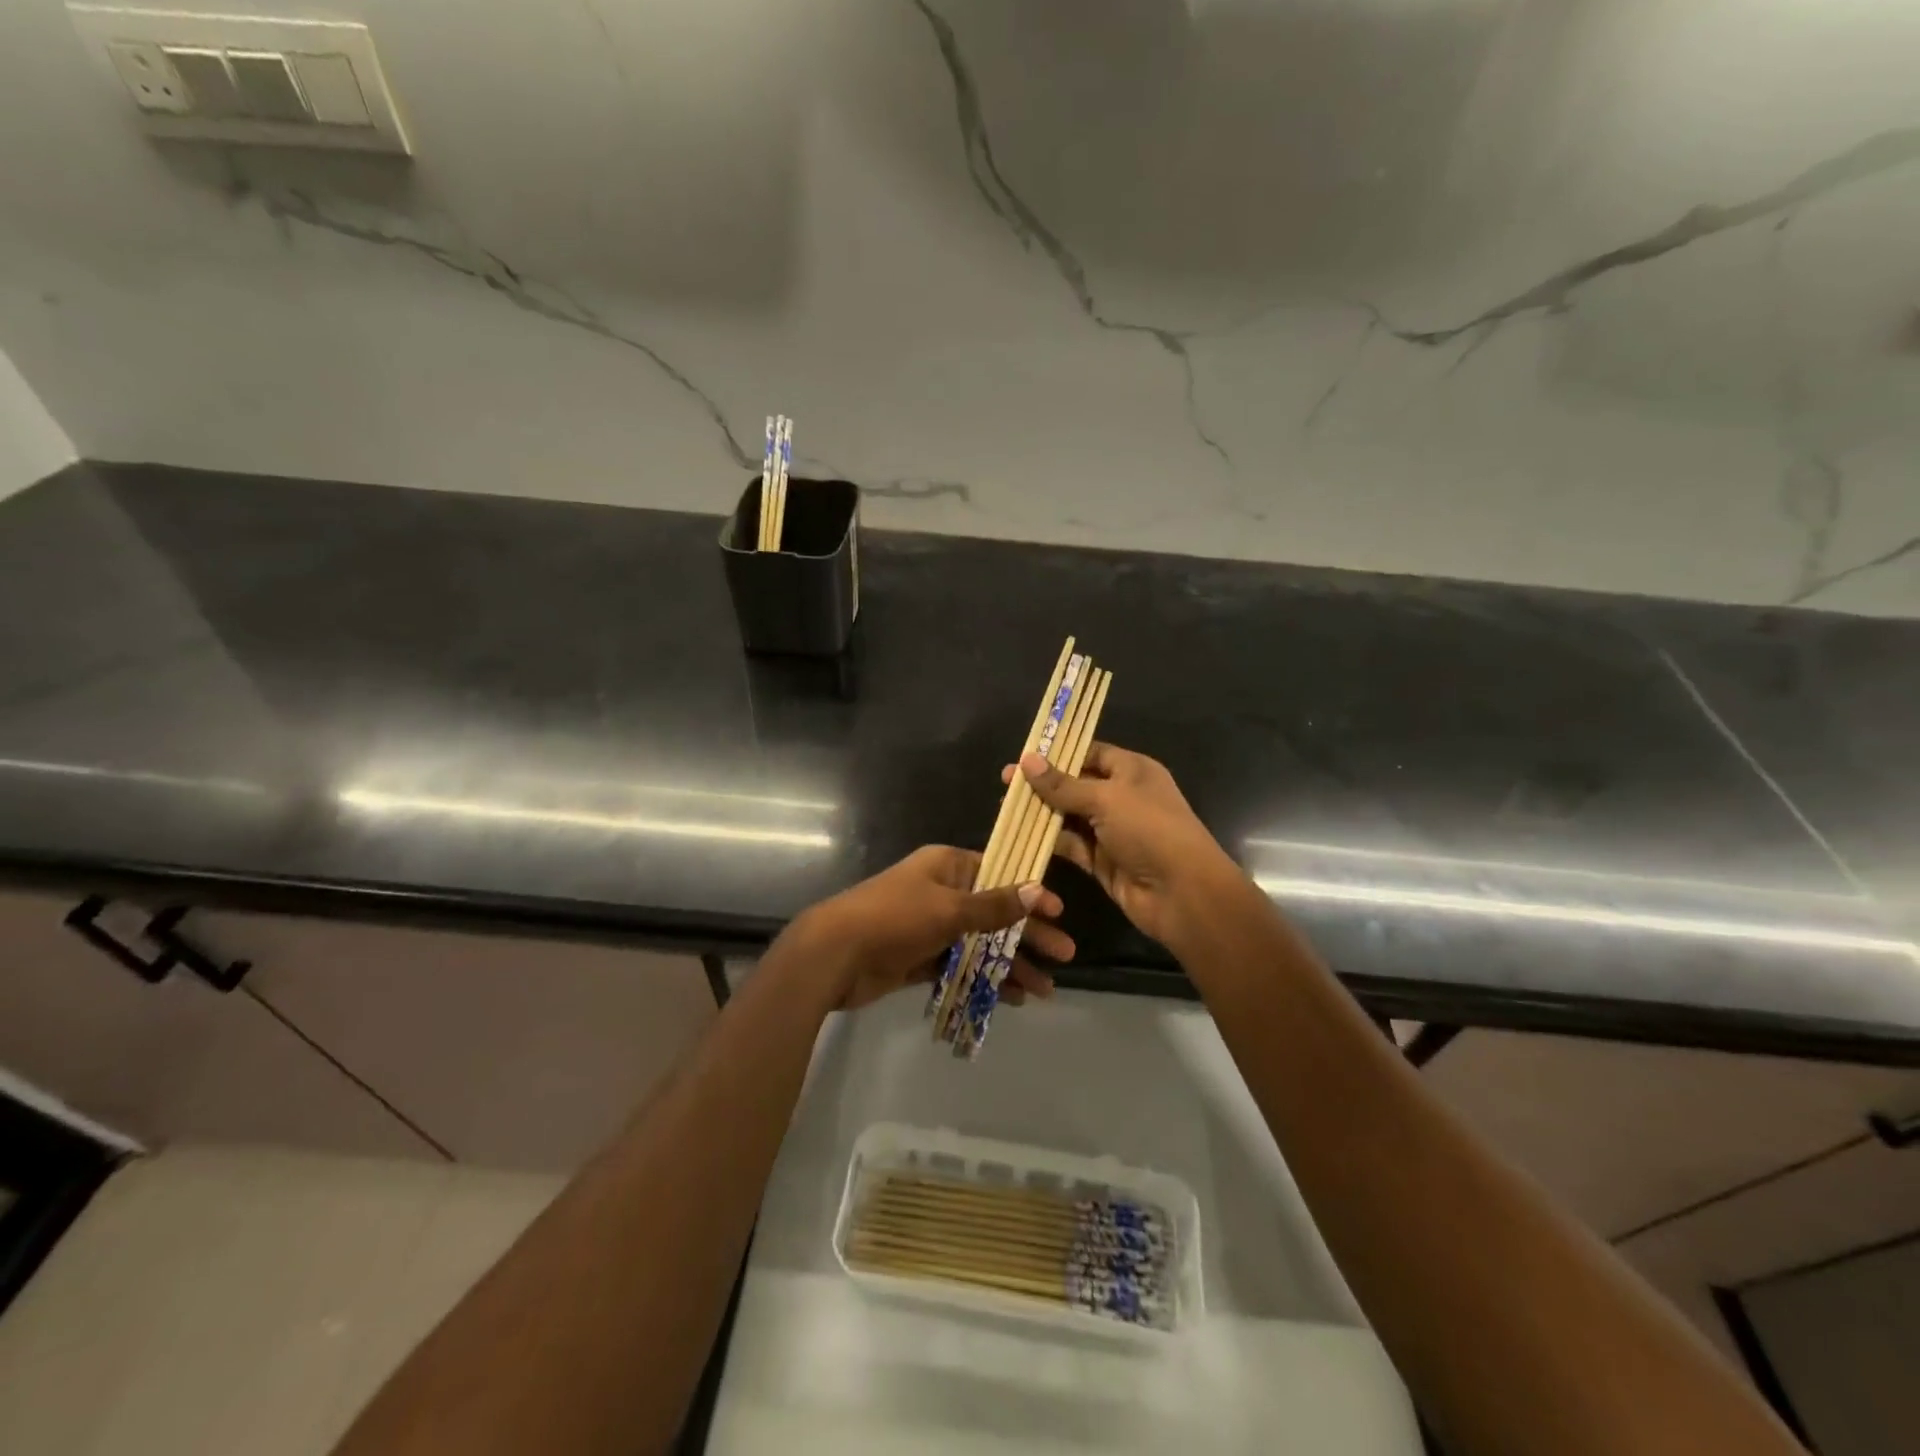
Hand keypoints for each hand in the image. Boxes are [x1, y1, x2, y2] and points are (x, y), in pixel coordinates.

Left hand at [791, 845, 1072, 1009]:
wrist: (834, 955)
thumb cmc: (894, 918)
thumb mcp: (949, 908)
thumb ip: (993, 906)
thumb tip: (1036, 890)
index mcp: (947, 867)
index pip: (999, 874)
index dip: (1029, 893)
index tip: (1059, 913)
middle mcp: (941, 892)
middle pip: (994, 913)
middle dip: (1028, 935)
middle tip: (1065, 956)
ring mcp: (930, 927)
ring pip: (980, 944)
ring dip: (1010, 964)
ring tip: (1045, 990)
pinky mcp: (920, 958)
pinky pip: (961, 966)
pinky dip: (984, 979)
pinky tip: (1012, 998)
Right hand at [1007, 742, 1239, 948]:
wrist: (1182, 893)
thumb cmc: (1149, 830)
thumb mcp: (1105, 799)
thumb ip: (1063, 784)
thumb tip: (1027, 760)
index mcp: (1132, 770)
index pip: (1091, 752)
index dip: (1058, 753)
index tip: (1024, 756)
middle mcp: (1122, 797)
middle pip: (1076, 784)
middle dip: (1043, 784)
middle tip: (1005, 783)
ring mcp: (1112, 830)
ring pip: (1070, 816)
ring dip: (1042, 813)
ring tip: (1006, 808)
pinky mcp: (1103, 861)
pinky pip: (1072, 845)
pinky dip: (1050, 841)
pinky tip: (1022, 835)